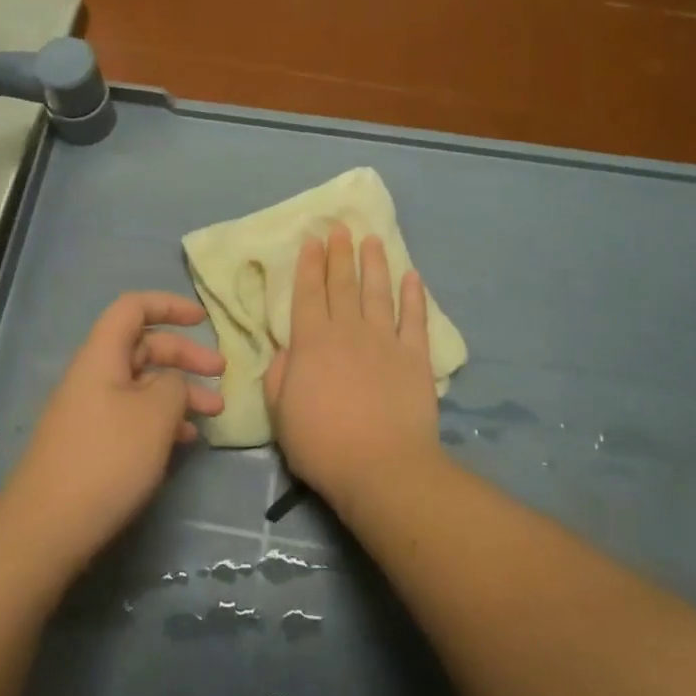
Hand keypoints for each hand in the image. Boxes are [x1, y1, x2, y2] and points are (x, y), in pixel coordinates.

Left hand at [2, 292, 224, 570]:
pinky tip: (185, 440)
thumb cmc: (106, 459)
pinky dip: (162, 419)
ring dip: (180, 392)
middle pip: (144, 346)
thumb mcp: (155, 414)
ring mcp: (91, 410)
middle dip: (185, 356)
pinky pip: (133, 415)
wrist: (47, 528)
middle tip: (222, 375)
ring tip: (213, 414)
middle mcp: (94, 375)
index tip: (203, 320)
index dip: (169, 305)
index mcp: (102, 355)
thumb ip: (175, 385)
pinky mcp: (92, 442)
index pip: (134, 307)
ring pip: (143, 384)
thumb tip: (174, 382)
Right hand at [264, 224, 441, 517]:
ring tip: (373, 239)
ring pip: (378, 292)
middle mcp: (348, 331)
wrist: (381, 467)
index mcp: (311, 342)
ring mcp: (385, 341)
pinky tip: (412, 276)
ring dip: (375, 264)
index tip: (313, 240)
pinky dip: (414, 296)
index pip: (308, 294)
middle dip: (340, 254)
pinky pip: (415, 319)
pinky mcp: (415, 357)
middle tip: (341, 228)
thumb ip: (279, 375)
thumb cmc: (322, 443)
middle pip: (342, 285)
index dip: (309, 265)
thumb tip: (285, 351)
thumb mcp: (281, 411)